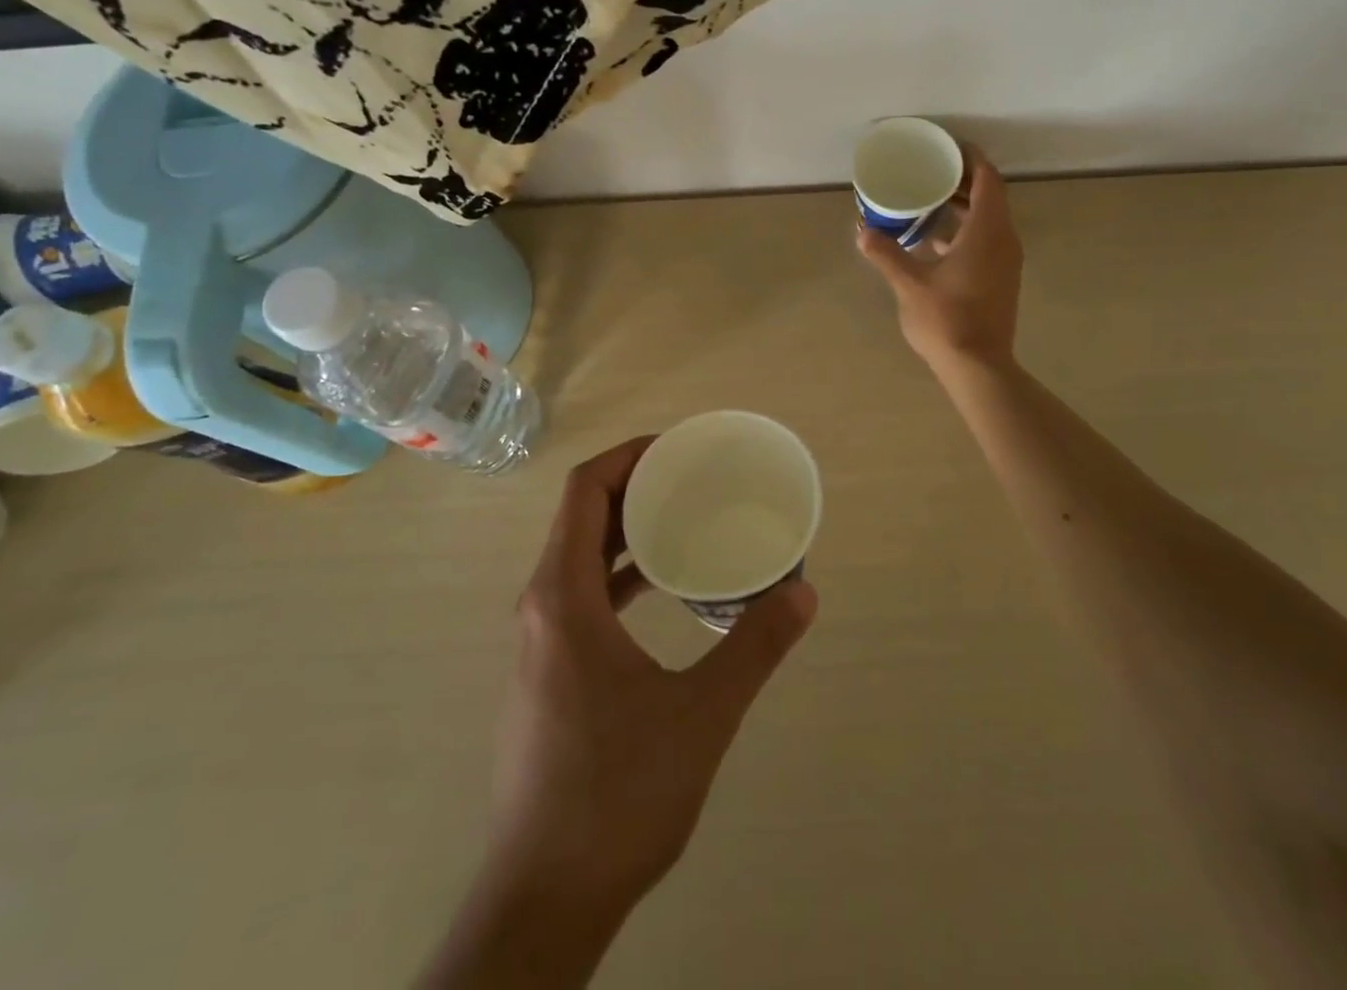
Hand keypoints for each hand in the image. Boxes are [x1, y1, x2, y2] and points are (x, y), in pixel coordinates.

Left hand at [485, 438, 818, 912]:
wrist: (546, 899)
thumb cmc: (617, 796)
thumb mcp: (700, 716)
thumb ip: (754, 648)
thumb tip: (805, 594)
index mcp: (563, 597)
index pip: (584, 490)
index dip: (629, 456)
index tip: (679, 449)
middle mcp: (542, 606)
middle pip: (581, 517)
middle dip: (636, 486)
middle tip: (695, 477)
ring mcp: (541, 642)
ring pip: (580, 556)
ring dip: (628, 529)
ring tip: (685, 518)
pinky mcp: (549, 672)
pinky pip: (582, 593)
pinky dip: (620, 572)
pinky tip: (663, 587)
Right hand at [858, 150, 1023, 374]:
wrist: (978, 366)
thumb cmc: (946, 319)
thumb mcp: (909, 284)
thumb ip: (886, 254)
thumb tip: (863, 231)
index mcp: (987, 232)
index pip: (987, 180)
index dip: (970, 159)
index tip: (947, 148)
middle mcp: (1004, 240)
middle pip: (989, 197)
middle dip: (962, 180)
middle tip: (930, 170)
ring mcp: (1005, 261)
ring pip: (988, 220)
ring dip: (963, 207)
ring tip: (929, 199)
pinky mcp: (1000, 278)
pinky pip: (986, 240)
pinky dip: (965, 231)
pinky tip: (934, 241)